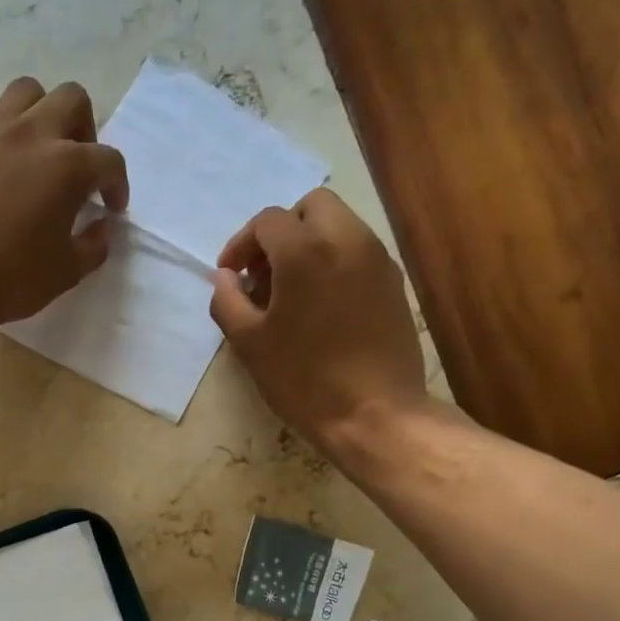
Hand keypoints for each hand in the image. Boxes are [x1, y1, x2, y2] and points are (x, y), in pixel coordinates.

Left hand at [0, 77, 129, 330]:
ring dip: (42, 114)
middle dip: (85, 130)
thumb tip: (100, 227)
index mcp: (68, 166)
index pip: (109, 160)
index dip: (117, 184)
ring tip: (39, 151)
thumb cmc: (10, 279)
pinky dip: (2, 131)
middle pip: (72, 100)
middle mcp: (33, 134)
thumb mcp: (66, 273)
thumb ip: (93, 246)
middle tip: (79, 167)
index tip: (112, 208)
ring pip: (27, 92)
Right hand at [210, 189, 429, 455]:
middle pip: (311, 207)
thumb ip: (227, 301)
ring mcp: (377, 259)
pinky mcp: (394, 282)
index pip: (267, 221)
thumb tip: (225, 278)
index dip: (241, 244)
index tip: (230, 276)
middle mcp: (347, 240)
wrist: (374, 413)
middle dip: (281, 232)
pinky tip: (320, 305)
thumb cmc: (302, 378)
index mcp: (305, 251)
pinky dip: (334, 261)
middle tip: (263, 273)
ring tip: (290, 291)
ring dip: (309, 244)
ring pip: (339, 225)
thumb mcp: (248, 343)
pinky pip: (358, 251)